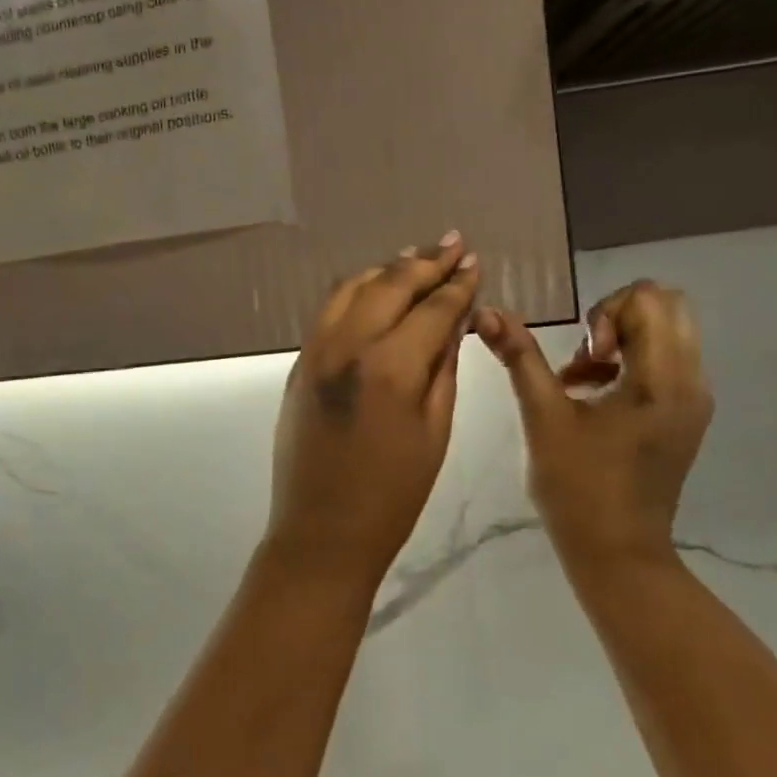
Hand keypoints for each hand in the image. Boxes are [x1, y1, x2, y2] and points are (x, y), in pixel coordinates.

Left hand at [265, 234, 480, 580]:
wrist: (323, 532)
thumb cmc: (393, 494)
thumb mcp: (435, 432)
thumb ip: (444, 368)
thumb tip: (454, 322)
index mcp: (391, 367)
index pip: (432, 309)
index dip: (458, 285)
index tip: (476, 263)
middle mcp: (348, 346)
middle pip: (390, 285)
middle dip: (426, 262)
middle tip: (454, 244)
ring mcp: (317, 351)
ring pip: (353, 288)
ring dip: (388, 269)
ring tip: (417, 257)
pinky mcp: (300, 364)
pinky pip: (329, 311)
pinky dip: (357, 291)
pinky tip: (375, 288)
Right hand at [475, 281, 712, 568]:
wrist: (618, 554)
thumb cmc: (578, 488)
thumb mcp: (543, 417)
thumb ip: (519, 358)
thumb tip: (488, 313)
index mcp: (662, 378)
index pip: (647, 299)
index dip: (605, 314)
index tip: (584, 358)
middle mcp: (691, 380)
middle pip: (665, 305)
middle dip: (617, 317)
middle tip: (587, 356)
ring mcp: (694, 399)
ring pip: (669, 331)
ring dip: (623, 338)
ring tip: (583, 379)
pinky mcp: (686, 415)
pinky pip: (667, 359)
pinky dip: (632, 360)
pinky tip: (595, 395)